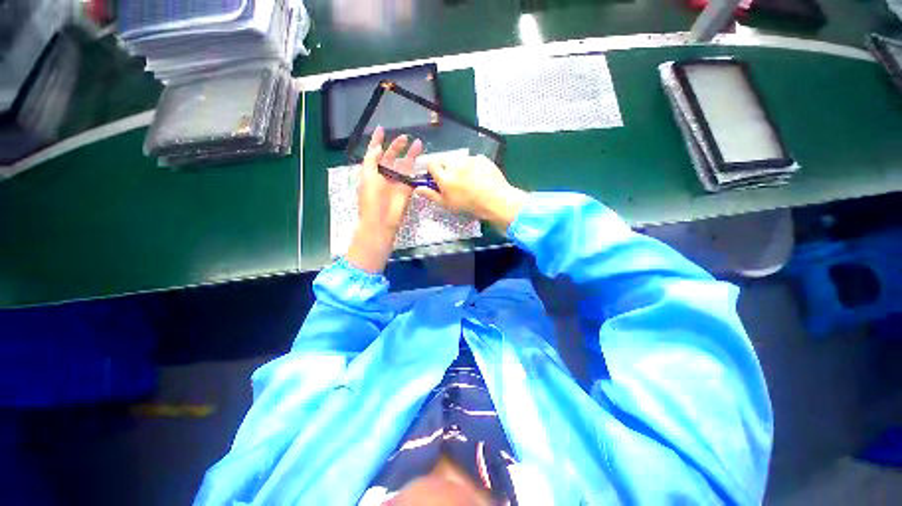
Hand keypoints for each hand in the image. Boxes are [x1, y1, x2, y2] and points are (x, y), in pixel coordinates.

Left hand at [346, 127, 422, 272]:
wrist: (381, 220)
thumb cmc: (370, 199)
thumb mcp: (367, 177)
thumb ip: (372, 160)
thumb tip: (378, 148)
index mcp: (371, 171)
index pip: (374, 152)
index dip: (377, 140)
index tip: (382, 129)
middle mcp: (384, 175)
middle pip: (391, 157)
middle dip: (396, 146)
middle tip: (404, 138)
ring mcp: (396, 182)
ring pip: (404, 165)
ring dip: (410, 155)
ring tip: (418, 144)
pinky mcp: (406, 189)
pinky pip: (411, 177)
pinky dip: (416, 169)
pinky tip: (421, 160)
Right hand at [415, 155, 526, 232]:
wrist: (496, 200)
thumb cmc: (469, 205)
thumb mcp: (448, 204)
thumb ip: (431, 195)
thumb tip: (417, 188)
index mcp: (444, 176)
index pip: (431, 164)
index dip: (433, 170)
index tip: (437, 177)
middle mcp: (455, 164)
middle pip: (445, 160)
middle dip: (446, 167)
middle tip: (454, 180)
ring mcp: (469, 159)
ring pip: (459, 159)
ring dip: (460, 166)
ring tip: (469, 179)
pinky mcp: (482, 158)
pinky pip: (473, 160)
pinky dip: (473, 166)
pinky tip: (480, 177)